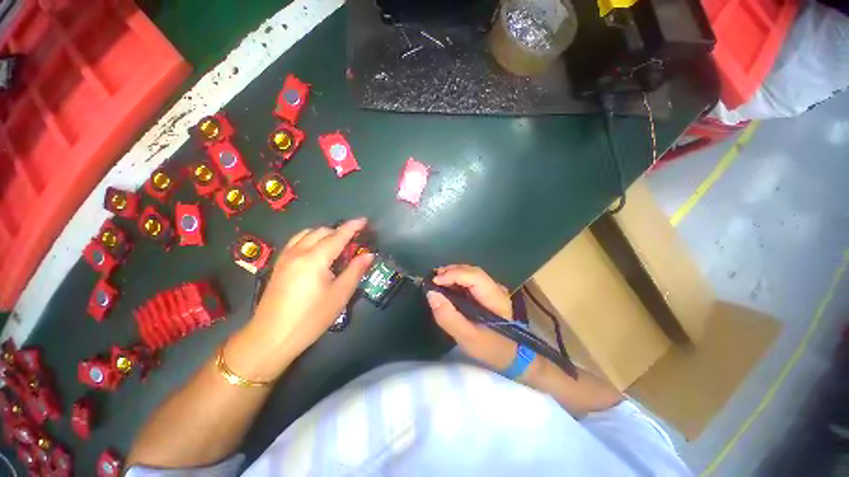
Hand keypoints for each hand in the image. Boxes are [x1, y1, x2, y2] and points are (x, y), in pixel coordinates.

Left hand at [225, 219, 373, 380]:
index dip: (352, 226)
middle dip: (339, 231)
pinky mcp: (278, 265)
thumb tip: (368, 254)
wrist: (271, 337)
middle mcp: (298, 252)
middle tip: (353, 240)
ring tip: (336, 244)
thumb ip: (355, 271)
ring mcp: (285, 257)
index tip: (364, 220)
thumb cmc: (311, 317)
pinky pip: (296, 241)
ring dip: (324, 233)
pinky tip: (316, 251)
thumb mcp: (340, 295)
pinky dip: (310, 238)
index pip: (338, 236)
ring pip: (306, 233)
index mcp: (315, 258)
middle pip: (321, 231)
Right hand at [426, 265, 517, 370]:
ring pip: (471, 274)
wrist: (512, 357)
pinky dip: (457, 280)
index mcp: (495, 297)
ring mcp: (493, 289)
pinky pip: (471, 281)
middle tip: (432, 279)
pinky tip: (447, 286)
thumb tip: (431, 294)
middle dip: (451, 272)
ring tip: (437, 281)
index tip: (434, 281)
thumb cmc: (490, 348)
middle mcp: (496, 288)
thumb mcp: (467, 338)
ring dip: (453, 274)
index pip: (474, 276)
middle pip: (472, 271)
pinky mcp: (488, 293)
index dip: (453, 274)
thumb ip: (448, 317)